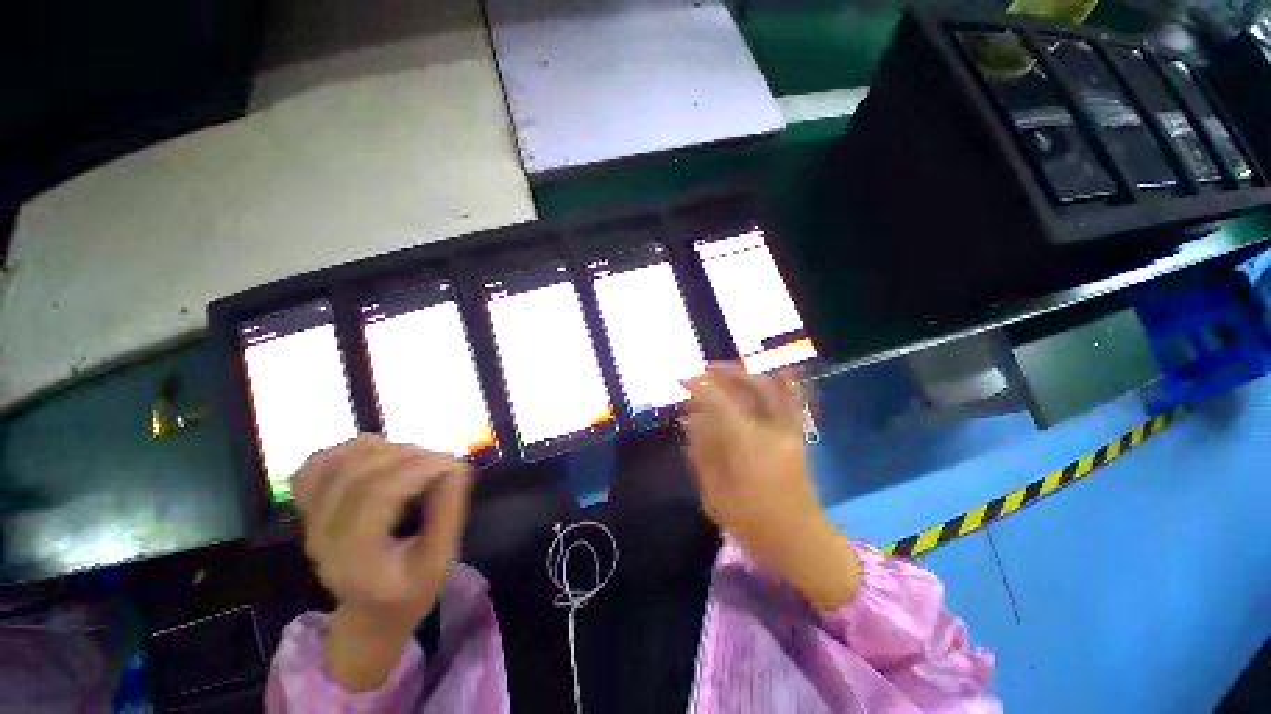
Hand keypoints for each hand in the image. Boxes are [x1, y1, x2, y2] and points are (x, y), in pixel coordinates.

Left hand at [292, 436, 473, 690]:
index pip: (378, 493)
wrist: (369, 613)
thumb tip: (457, 468)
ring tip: (417, 461)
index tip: (455, 463)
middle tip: (443, 461)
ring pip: (341, 461)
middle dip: (410, 455)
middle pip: (360, 472)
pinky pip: (318, 463)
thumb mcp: (439, 562)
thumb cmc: (409, 591)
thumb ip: (448, 514)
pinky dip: (351, 450)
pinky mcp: (308, 506)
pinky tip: (379, 456)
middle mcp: (322, 534)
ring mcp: (310, 517)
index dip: (420, 467)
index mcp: (354, 556)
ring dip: (386, 449)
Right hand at [681, 363, 859, 609]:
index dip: (699, 387)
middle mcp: (771, 429)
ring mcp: (789, 430)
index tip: (681, 381)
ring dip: (744, 374)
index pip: (720, 402)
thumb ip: (702, 452)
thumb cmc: (753, 523)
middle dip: (722, 373)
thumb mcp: (715, 493)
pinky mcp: (797, 435)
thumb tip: (689, 420)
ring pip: (769, 387)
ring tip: (723, 373)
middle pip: (748, 386)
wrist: (800, 541)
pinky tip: (772, 372)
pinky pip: (791, 400)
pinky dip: (782, 382)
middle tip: (701, 373)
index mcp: (747, 444)